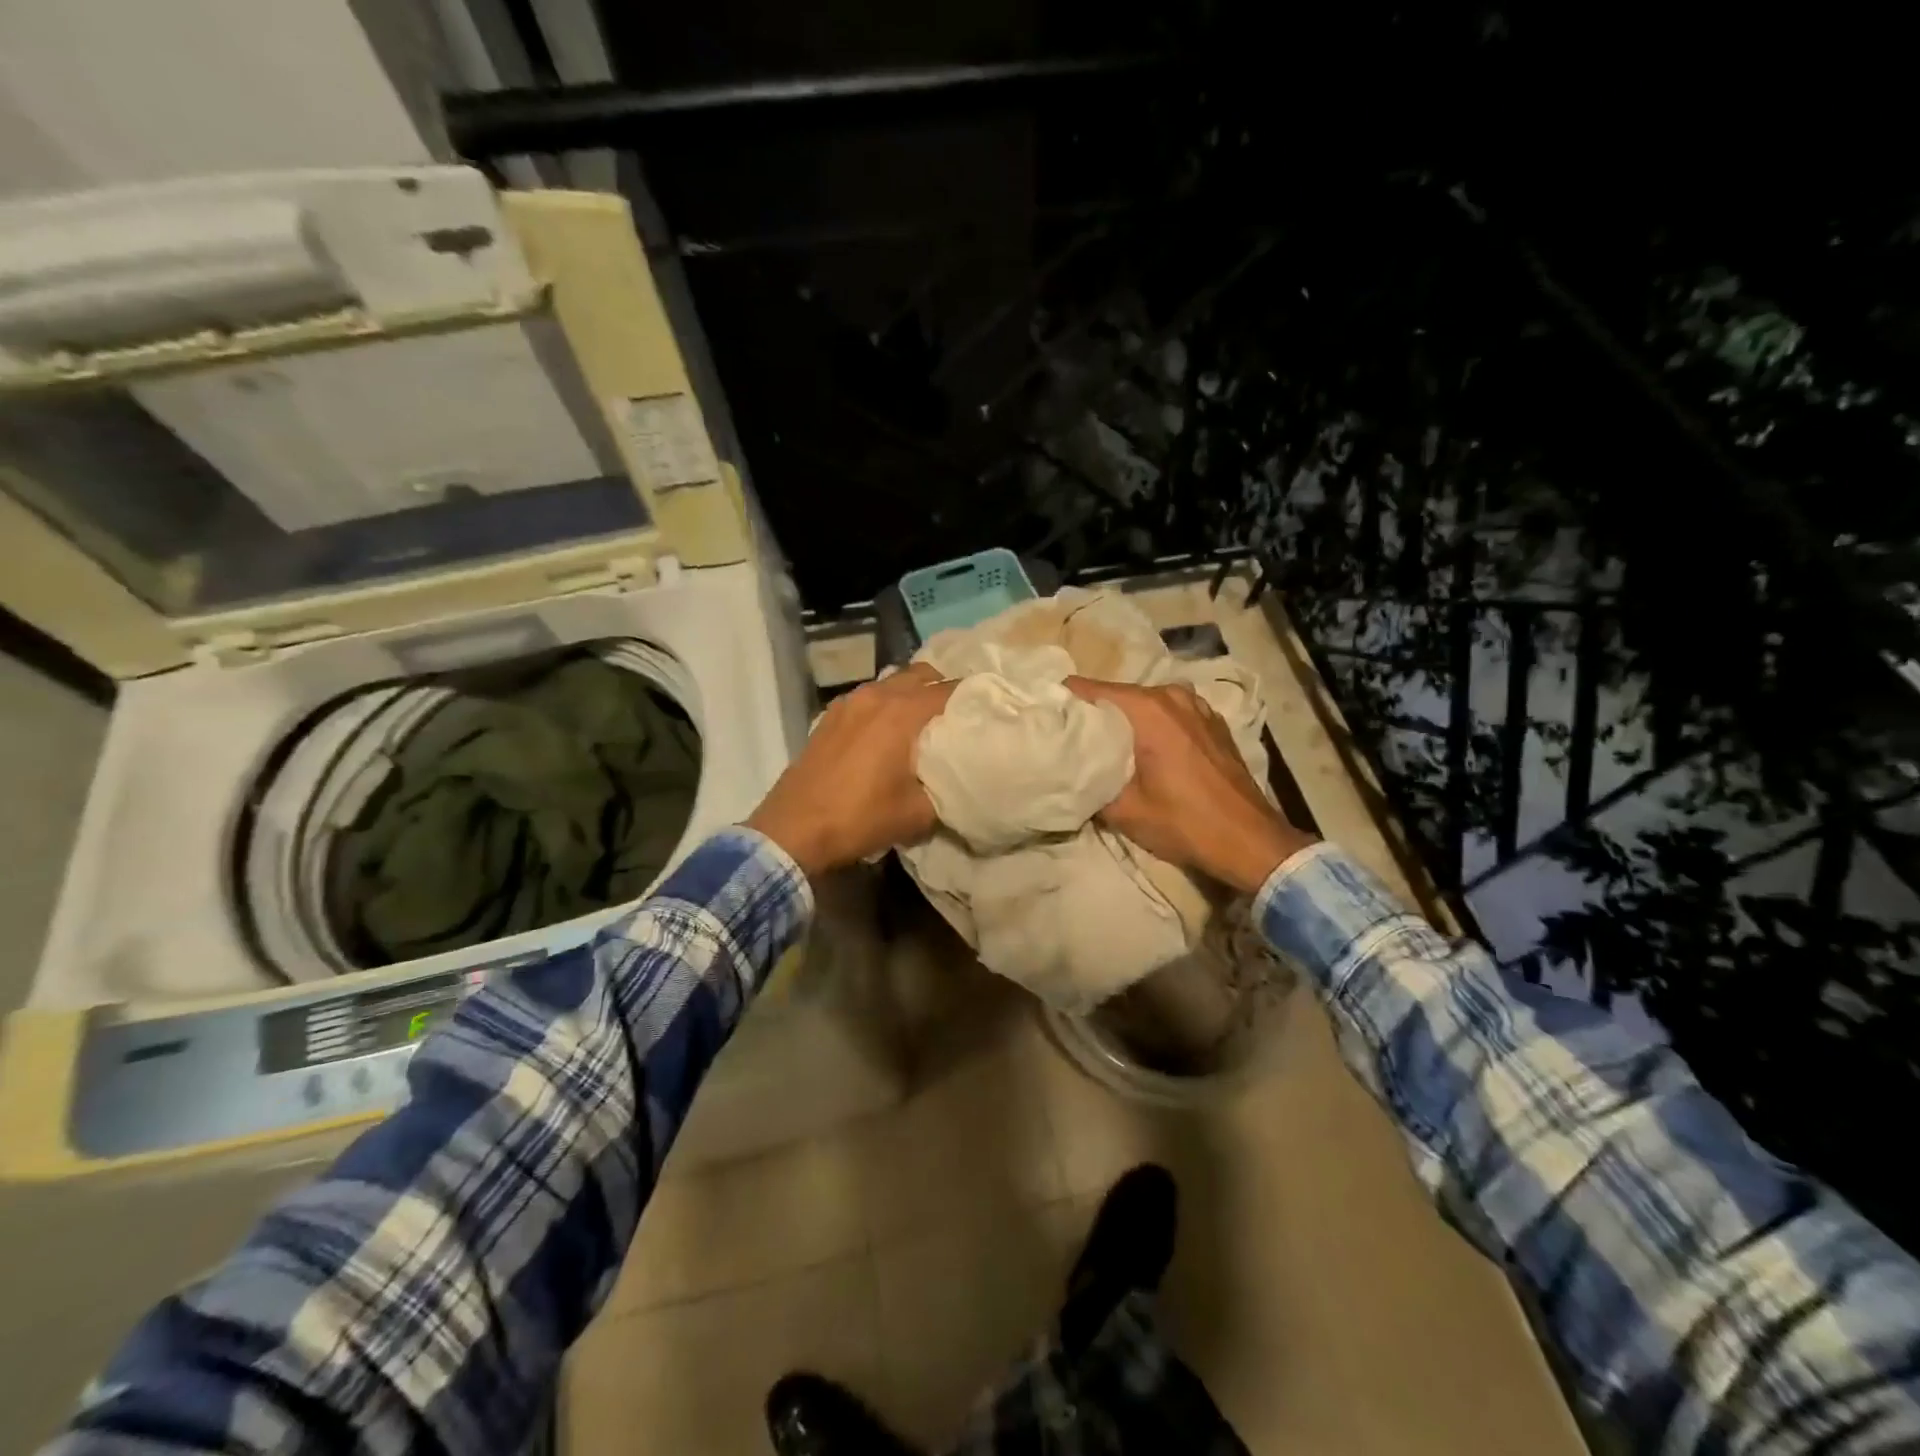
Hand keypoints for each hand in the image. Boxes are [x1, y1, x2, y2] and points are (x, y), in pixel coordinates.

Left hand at [746, 664, 957, 879]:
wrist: (794, 829)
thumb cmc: (860, 818)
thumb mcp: (918, 813)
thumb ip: (949, 789)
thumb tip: (965, 779)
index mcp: (903, 712)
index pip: (952, 690)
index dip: (976, 700)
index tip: (991, 716)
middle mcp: (877, 695)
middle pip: (923, 675)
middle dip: (945, 691)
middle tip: (959, 720)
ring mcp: (849, 702)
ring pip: (894, 682)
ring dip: (913, 695)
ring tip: (926, 725)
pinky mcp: (830, 715)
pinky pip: (870, 697)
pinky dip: (887, 705)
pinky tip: (888, 734)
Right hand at [1065, 677, 1315, 894]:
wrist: (1250, 841)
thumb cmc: (1184, 823)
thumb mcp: (1123, 810)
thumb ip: (1089, 782)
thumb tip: (1067, 771)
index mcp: (1147, 709)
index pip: (1086, 689)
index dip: (1061, 702)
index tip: (1044, 719)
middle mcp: (1171, 695)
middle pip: (1115, 694)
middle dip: (1091, 714)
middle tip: (1070, 739)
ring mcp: (1196, 705)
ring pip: (1142, 703)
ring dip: (1123, 721)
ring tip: (1107, 747)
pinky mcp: (1212, 721)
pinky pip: (1169, 713)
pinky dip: (1152, 725)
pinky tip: (1147, 751)